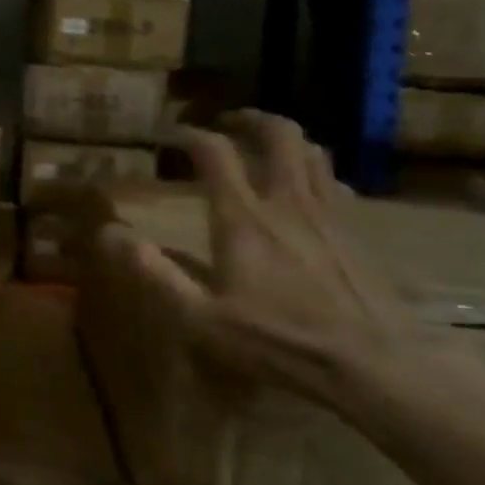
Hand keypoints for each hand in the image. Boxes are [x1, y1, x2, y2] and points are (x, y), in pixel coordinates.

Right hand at [117, 110, 429, 410]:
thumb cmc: (278, 341)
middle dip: (251, 119)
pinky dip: (315, 172)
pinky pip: (335, 184)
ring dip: (287, 140)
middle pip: (279, 135)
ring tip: (267, 147)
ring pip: (313, 153)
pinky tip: (309, 192)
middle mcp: (287, 203)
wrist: (376, 364)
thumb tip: (108, 233)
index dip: (190, 135)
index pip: (215, 153)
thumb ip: (154, 272)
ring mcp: (329, 216)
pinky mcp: (358, 235)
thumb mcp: (200, 317)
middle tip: (230, 121)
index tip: (172, 135)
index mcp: (243, 218)